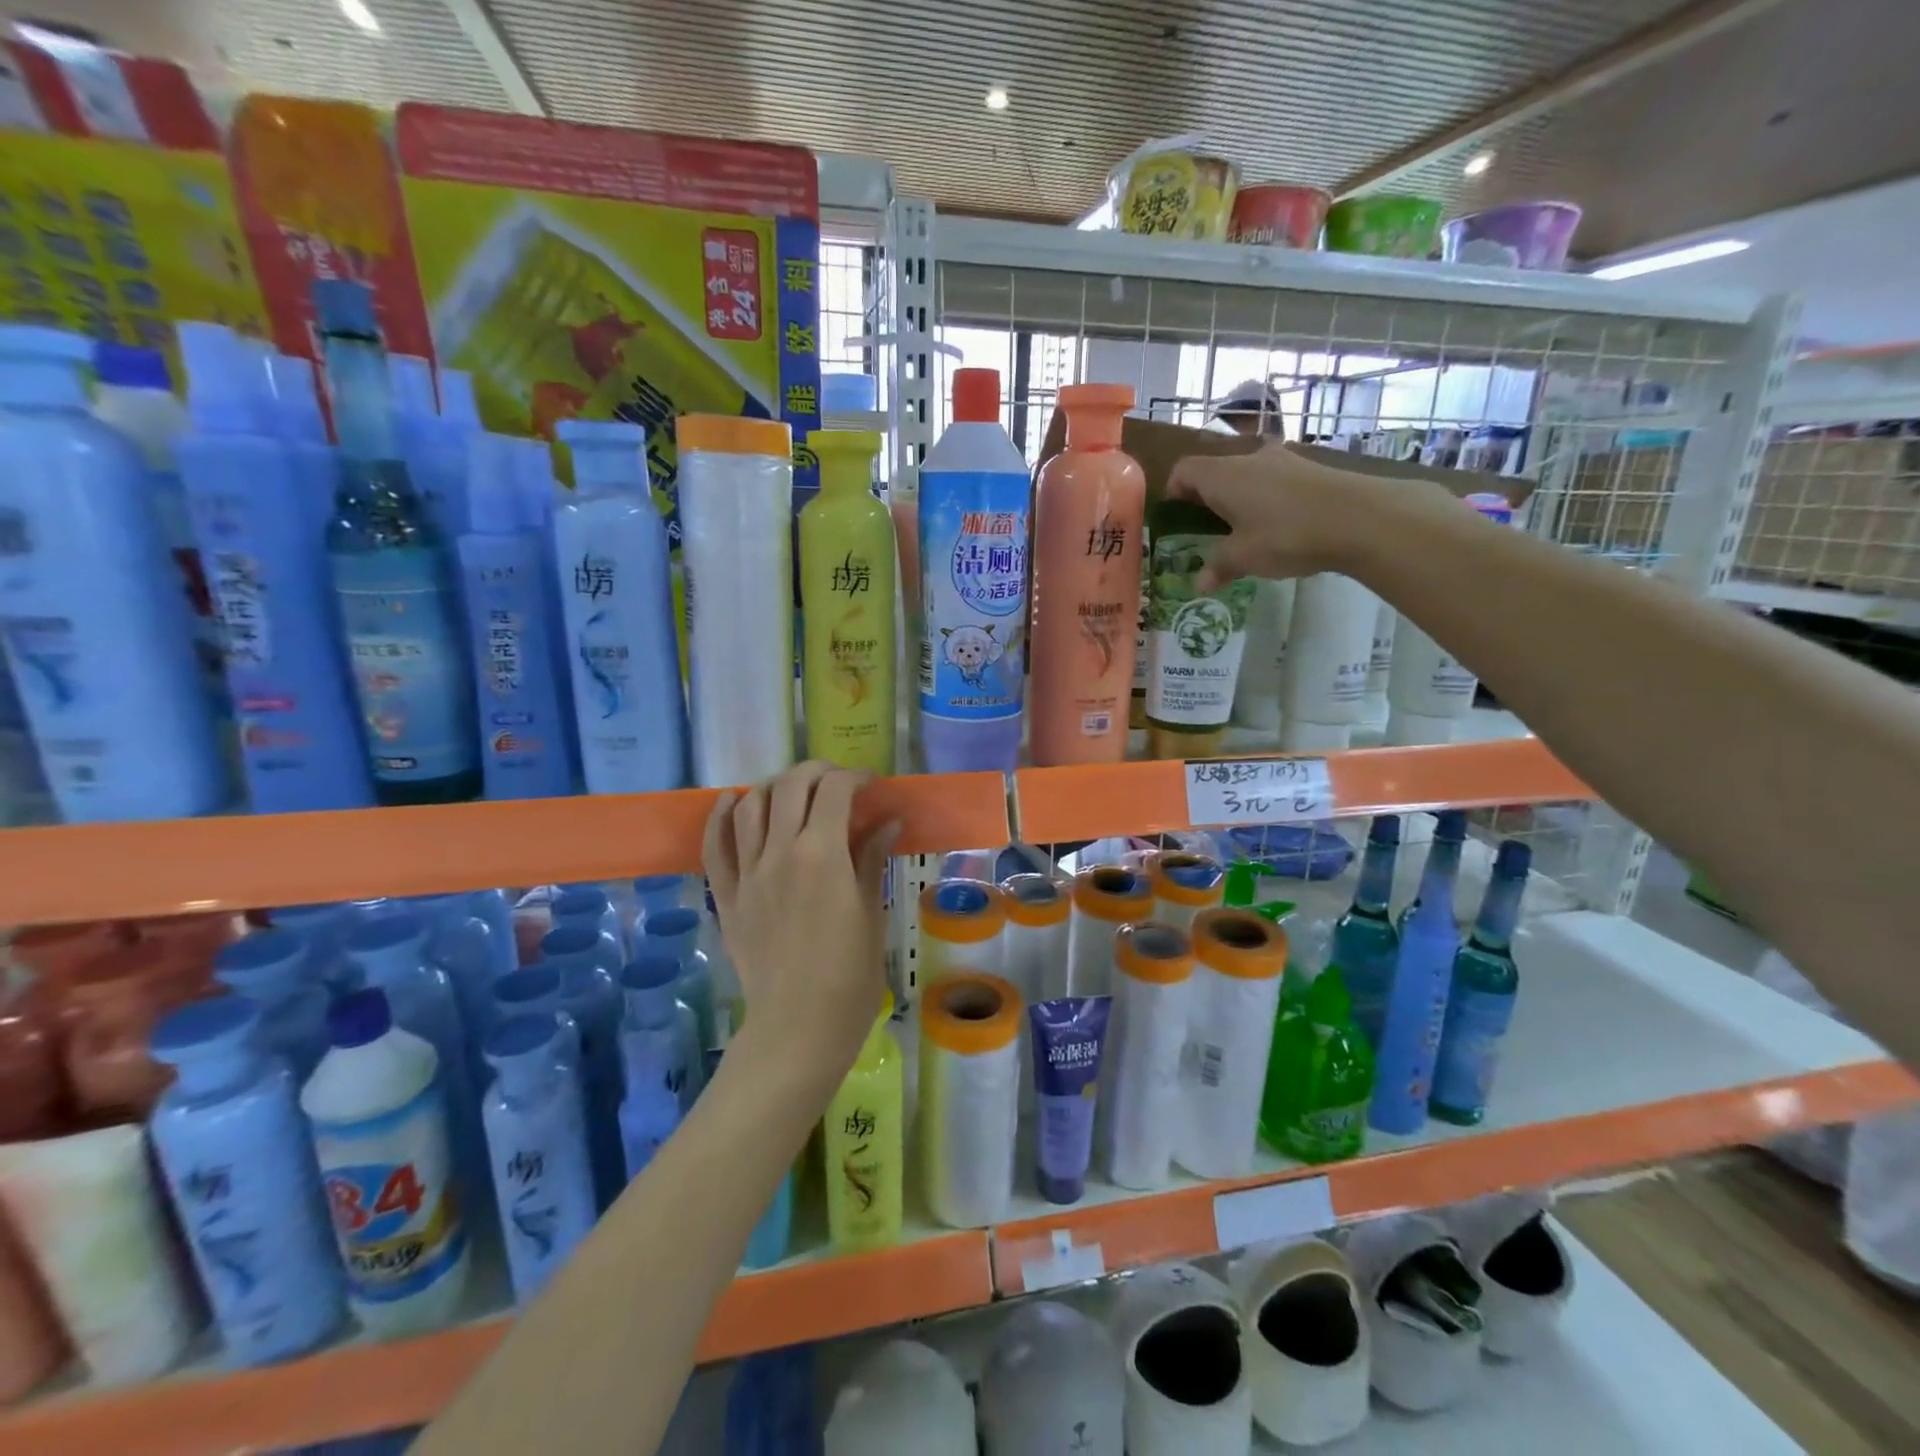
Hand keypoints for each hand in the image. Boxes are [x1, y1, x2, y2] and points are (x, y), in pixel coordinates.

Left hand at [702, 762, 899, 1086]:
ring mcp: (748, 873)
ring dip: (774, 787)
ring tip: (794, 792)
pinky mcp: (727, 896)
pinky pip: (714, 845)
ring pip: (750, 805)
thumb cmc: (850, 976)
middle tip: (837, 782)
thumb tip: (888, 821)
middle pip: (791, 786)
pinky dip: (721, 815)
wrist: (798, 1027)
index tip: (870, 786)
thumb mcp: (872, 913)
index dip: (854, 778)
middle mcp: (780, 852)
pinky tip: (730, 801)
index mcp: (822, 854)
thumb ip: (872, 860)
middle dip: (817, 772)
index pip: (834, 791)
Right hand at [1168, 444, 1391, 589]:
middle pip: (1215, 472)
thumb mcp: (1244, 558)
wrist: (1360, 517)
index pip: (1183, 471)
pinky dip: (1267, 499)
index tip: (1177, 519)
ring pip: (1247, 475)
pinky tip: (1280, 527)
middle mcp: (1248, 458)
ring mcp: (1282, 460)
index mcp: (1222, 475)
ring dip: (1240, 499)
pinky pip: (1274, 481)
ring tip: (1246, 531)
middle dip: (1207, 499)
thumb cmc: (1285, 535)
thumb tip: (1199, 584)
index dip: (1173, 493)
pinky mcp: (1310, 468)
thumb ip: (1218, 567)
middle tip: (1208, 531)